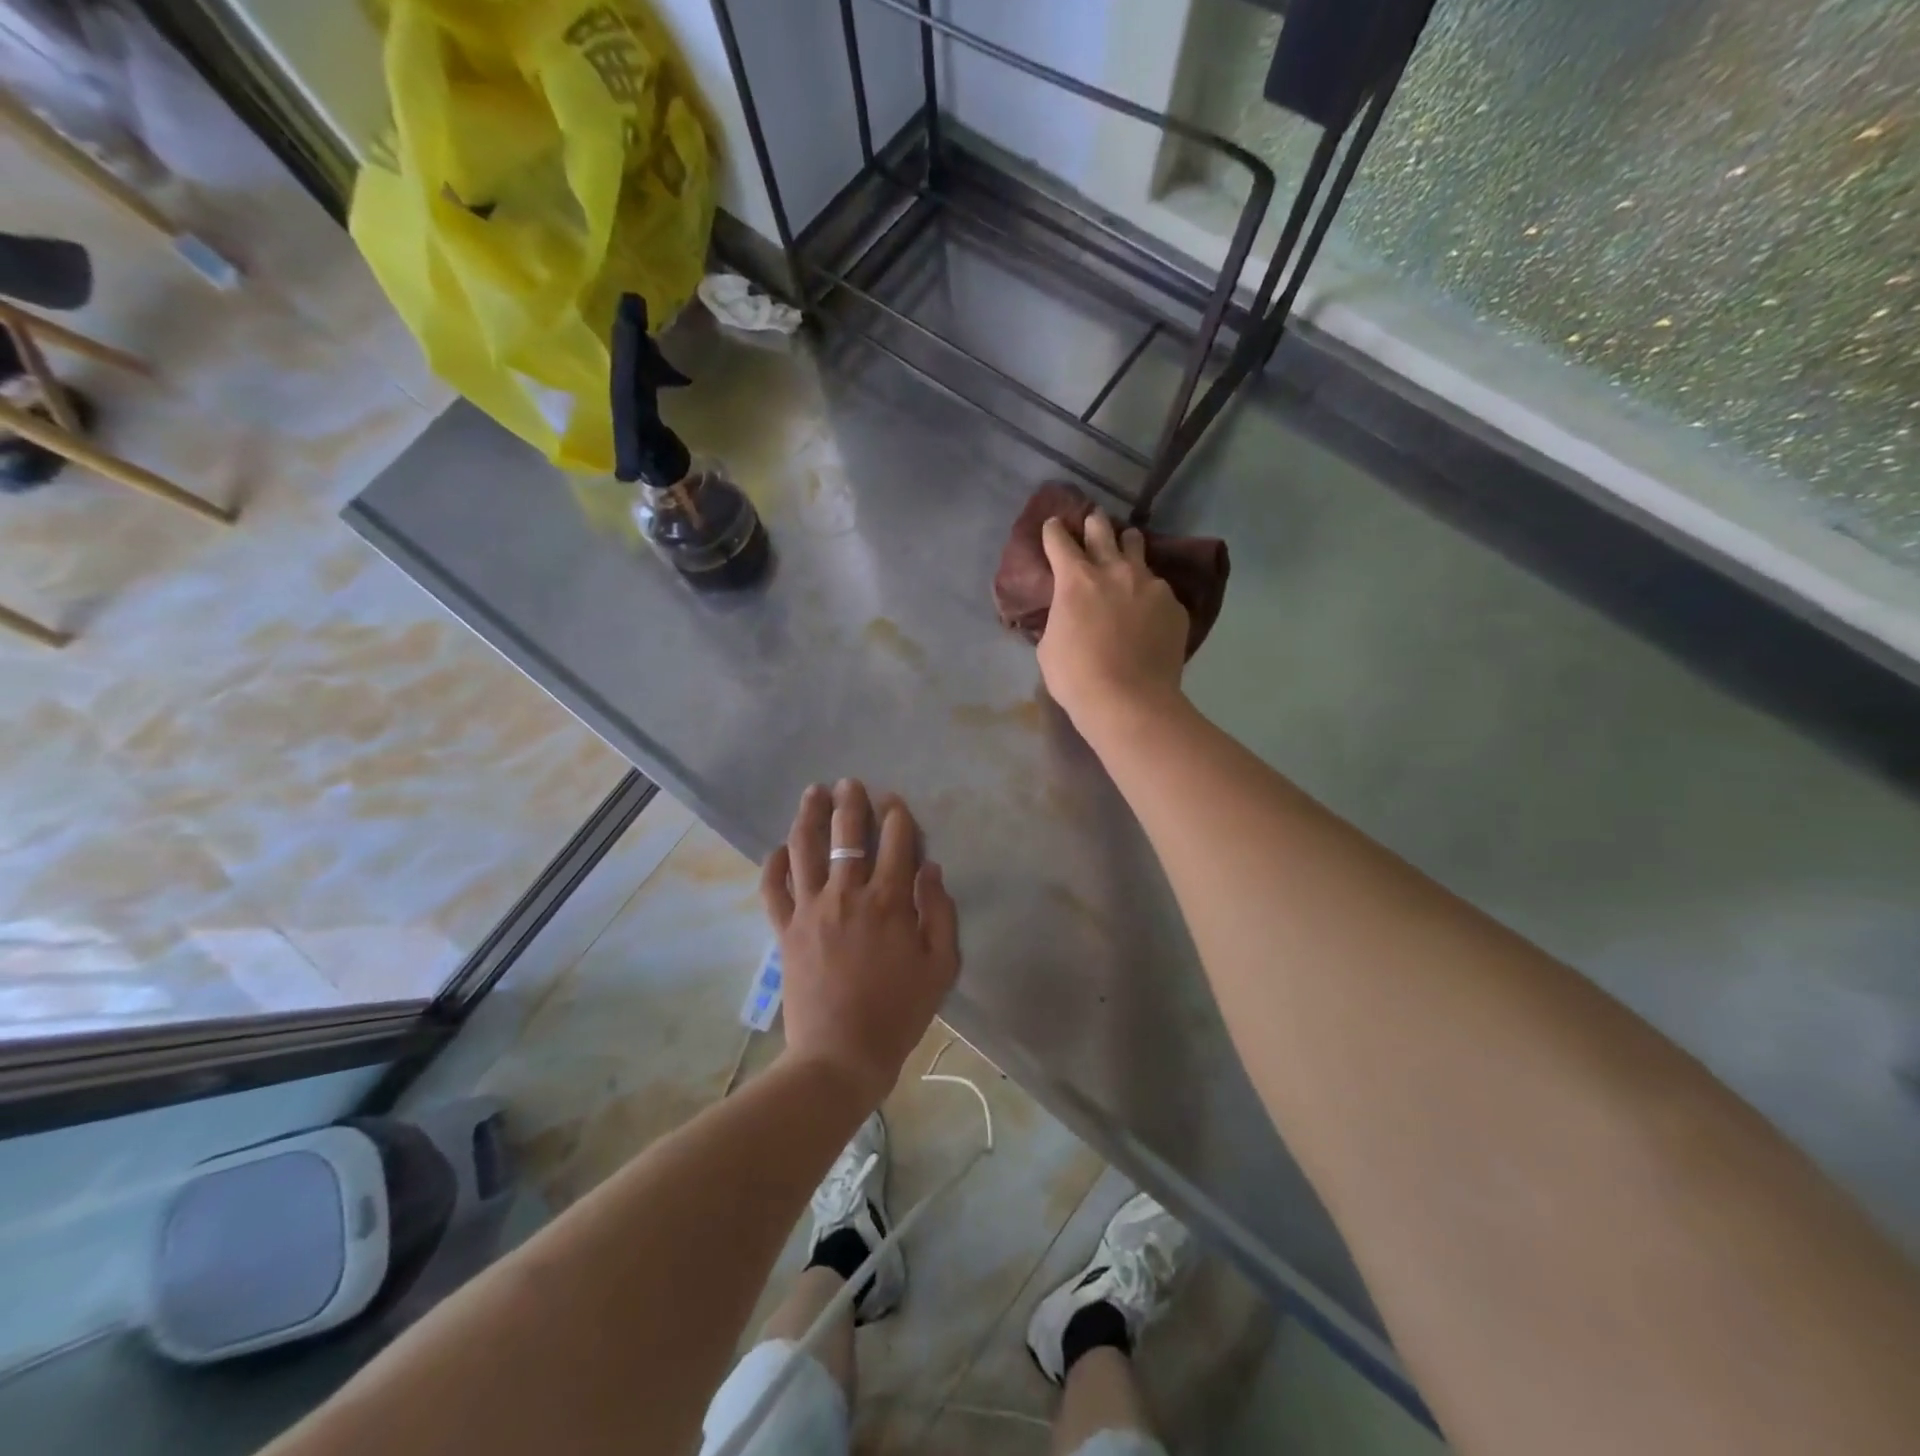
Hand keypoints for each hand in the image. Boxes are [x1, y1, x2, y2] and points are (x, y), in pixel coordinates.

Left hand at [761, 780, 959, 1106]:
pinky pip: (773, 888)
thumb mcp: (941, 967)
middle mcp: (847, 894)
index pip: (895, 841)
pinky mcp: (784, 930)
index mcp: (889, 901)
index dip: (896, 815)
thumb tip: (931, 868)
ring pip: (806, 849)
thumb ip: (940, 913)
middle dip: (851, 802)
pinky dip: (773, 865)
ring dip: (810, 816)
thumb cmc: (898, 1013)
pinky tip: (779, 850)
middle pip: (847, 834)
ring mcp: (810, 910)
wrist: (841, 1056)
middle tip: (850, 783)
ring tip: (814, 793)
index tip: (894, 802)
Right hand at [1037, 511, 1188, 735]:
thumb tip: (1068, 613)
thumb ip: (1060, 618)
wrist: (1130, 701)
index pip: (1060, 541)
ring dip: (1127, 545)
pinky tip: (1146, 607)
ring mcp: (1149, 585)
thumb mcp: (1049, 646)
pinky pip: (1158, 588)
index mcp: (1076, 579)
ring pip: (1137, 549)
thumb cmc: (1077, 677)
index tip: (1053, 525)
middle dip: (1094, 523)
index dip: (1054, 531)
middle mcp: (1114, 571)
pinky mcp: (1173, 605)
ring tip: (1127, 549)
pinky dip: (1148, 591)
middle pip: (1103, 530)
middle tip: (1093, 521)